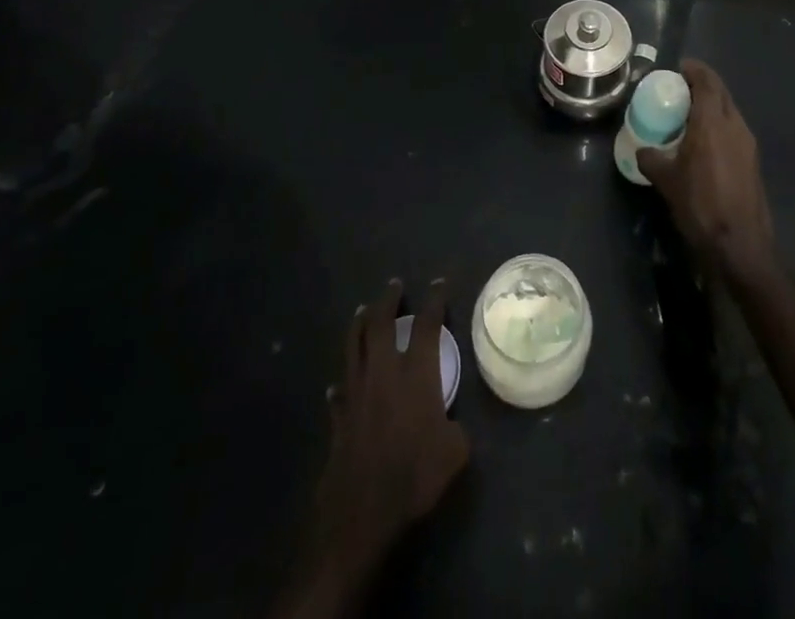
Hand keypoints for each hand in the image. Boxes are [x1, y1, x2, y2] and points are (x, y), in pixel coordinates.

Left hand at [305, 279, 469, 581]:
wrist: (362, 511)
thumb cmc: (414, 476)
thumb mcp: (455, 453)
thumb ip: (456, 429)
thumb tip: (451, 424)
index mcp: (417, 373)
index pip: (428, 324)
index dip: (435, 300)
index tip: (439, 283)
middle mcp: (384, 371)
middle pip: (382, 323)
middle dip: (388, 300)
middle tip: (394, 285)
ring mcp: (357, 391)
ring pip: (355, 345)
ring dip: (360, 324)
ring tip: (363, 310)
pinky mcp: (339, 415)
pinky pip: (340, 389)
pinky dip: (342, 381)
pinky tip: (340, 382)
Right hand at [637, 59, 775, 286]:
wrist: (740, 244)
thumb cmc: (700, 205)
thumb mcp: (666, 181)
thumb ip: (651, 158)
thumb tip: (642, 150)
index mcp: (712, 123)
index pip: (707, 82)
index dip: (694, 70)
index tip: (679, 68)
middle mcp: (734, 125)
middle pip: (721, 92)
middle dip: (703, 84)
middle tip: (681, 87)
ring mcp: (748, 143)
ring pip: (730, 111)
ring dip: (712, 105)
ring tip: (689, 113)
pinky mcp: (753, 160)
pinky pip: (734, 129)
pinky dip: (719, 124)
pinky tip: (704, 141)